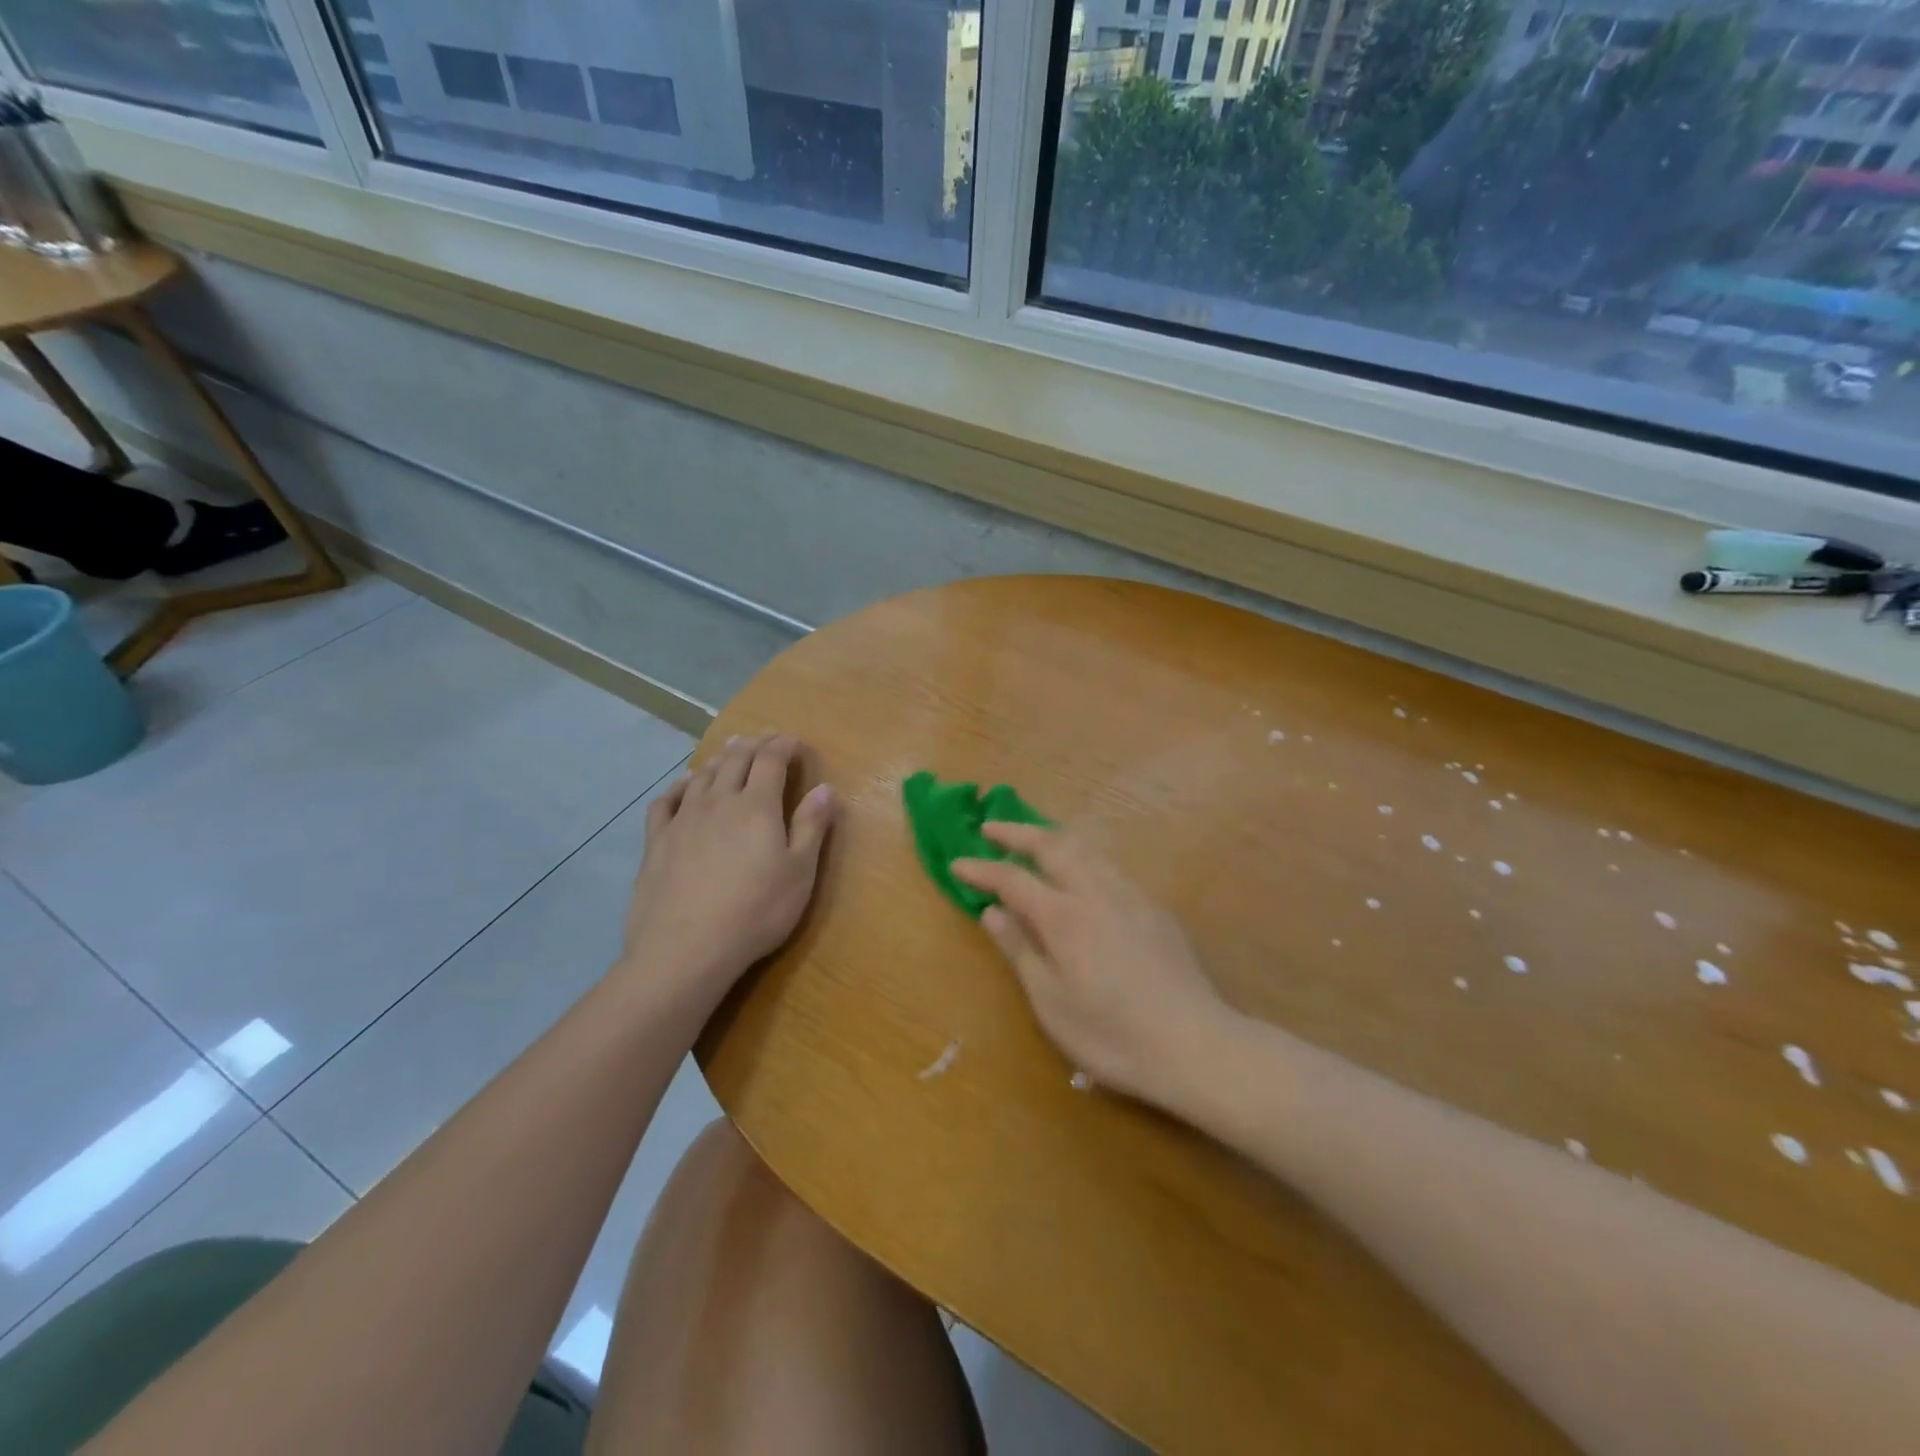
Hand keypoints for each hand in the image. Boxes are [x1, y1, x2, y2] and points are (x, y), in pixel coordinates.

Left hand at [619, 734, 835, 1010]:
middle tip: (764, 738)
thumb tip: (825, 788)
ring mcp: (683, 820)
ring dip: (719, 759)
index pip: (770, 760)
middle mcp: (718, 802)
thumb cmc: (755, 912)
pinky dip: (679, 787)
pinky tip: (683, 787)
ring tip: (729, 752)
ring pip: (702, 776)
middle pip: (735, 760)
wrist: (685, 950)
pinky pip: (666, 802)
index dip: (783, 745)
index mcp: (756, 806)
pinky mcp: (657, 842)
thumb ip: (811, 827)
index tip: (794, 741)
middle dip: (753, 744)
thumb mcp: (799, 873)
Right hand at [952, 824, 1232, 1108]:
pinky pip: (1109, 867)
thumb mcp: (1052, 1003)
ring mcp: (1130, 895)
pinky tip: (1082, 876)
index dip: (982, 869)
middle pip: (1051, 846)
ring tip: (1032, 840)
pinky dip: (1082, 858)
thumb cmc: (1112, 1034)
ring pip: (1086, 849)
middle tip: (989, 828)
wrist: (1195, 1045)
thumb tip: (993, 912)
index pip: (1012, 879)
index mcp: (1064, 916)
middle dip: (1016, 832)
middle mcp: (1096, 891)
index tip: (957, 864)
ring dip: (1051, 838)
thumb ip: (1021, 950)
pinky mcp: (1154, 909)